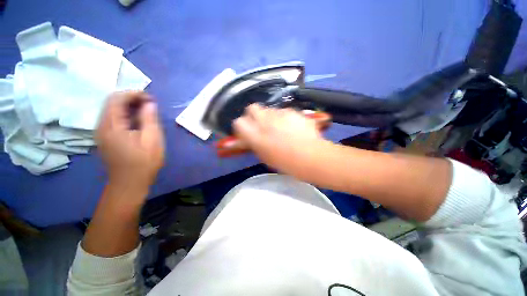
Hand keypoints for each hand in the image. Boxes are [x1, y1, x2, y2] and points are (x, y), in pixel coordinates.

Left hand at [96, 91, 164, 192]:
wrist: (129, 184)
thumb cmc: (143, 163)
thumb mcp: (152, 140)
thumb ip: (149, 119)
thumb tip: (150, 103)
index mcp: (111, 126)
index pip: (116, 99)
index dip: (133, 94)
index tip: (150, 98)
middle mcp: (101, 126)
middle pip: (112, 103)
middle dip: (131, 99)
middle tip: (150, 104)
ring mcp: (101, 132)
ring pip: (112, 110)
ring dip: (129, 107)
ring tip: (146, 111)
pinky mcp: (105, 138)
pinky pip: (113, 119)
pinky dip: (125, 115)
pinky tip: (138, 121)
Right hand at [233, 104, 329, 175]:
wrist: (310, 156)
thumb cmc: (285, 162)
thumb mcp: (265, 157)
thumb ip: (255, 144)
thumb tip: (251, 138)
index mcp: (254, 135)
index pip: (238, 123)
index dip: (242, 126)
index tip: (247, 130)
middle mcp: (264, 121)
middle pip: (252, 108)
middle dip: (254, 114)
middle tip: (261, 124)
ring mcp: (279, 114)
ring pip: (269, 109)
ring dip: (271, 117)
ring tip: (280, 127)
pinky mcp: (292, 111)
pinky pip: (284, 111)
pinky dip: (285, 117)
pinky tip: (293, 126)